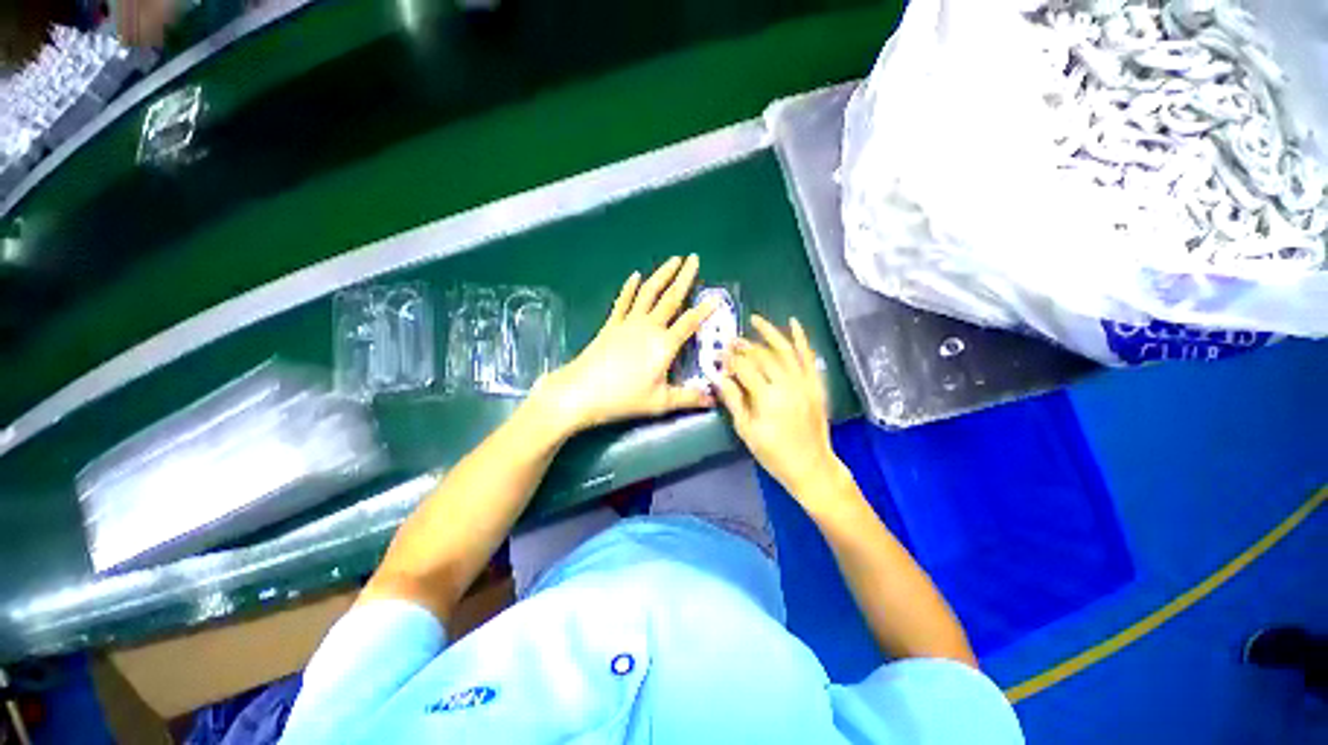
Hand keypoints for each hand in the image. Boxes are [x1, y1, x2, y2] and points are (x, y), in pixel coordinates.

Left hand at [534, 256, 716, 431]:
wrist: (582, 391)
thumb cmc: (624, 398)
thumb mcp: (660, 402)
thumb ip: (688, 398)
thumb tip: (712, 400)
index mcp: (664, 345)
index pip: (690, 322)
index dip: (705, 310)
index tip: (717, 297)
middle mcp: (649, 327)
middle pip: (671, 298)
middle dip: (684, 277)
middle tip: (694, 258)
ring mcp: (628, 322)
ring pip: (649, 292)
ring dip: (662, 274)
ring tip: (673, 259)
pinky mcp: (611, 324)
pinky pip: (623, 301)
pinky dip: (630, 287)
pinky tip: (635, 276)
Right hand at [714, 316, 844, 500]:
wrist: (811, 466)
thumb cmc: (773, 453)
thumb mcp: (746, 430)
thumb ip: (733, 400)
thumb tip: (719, 377)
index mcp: (768, 398)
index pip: (744, 369)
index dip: (729, 360)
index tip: (718, 356)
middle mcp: (788, 384)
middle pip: (762, 357)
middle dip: (744, 347)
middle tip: (731, 341)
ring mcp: (805, 382)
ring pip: (785, 350)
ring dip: (769, 333)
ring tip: (755, 320)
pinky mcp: (816, 384)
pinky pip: (808, 357)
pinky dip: (801, 339)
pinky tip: (793, 323)